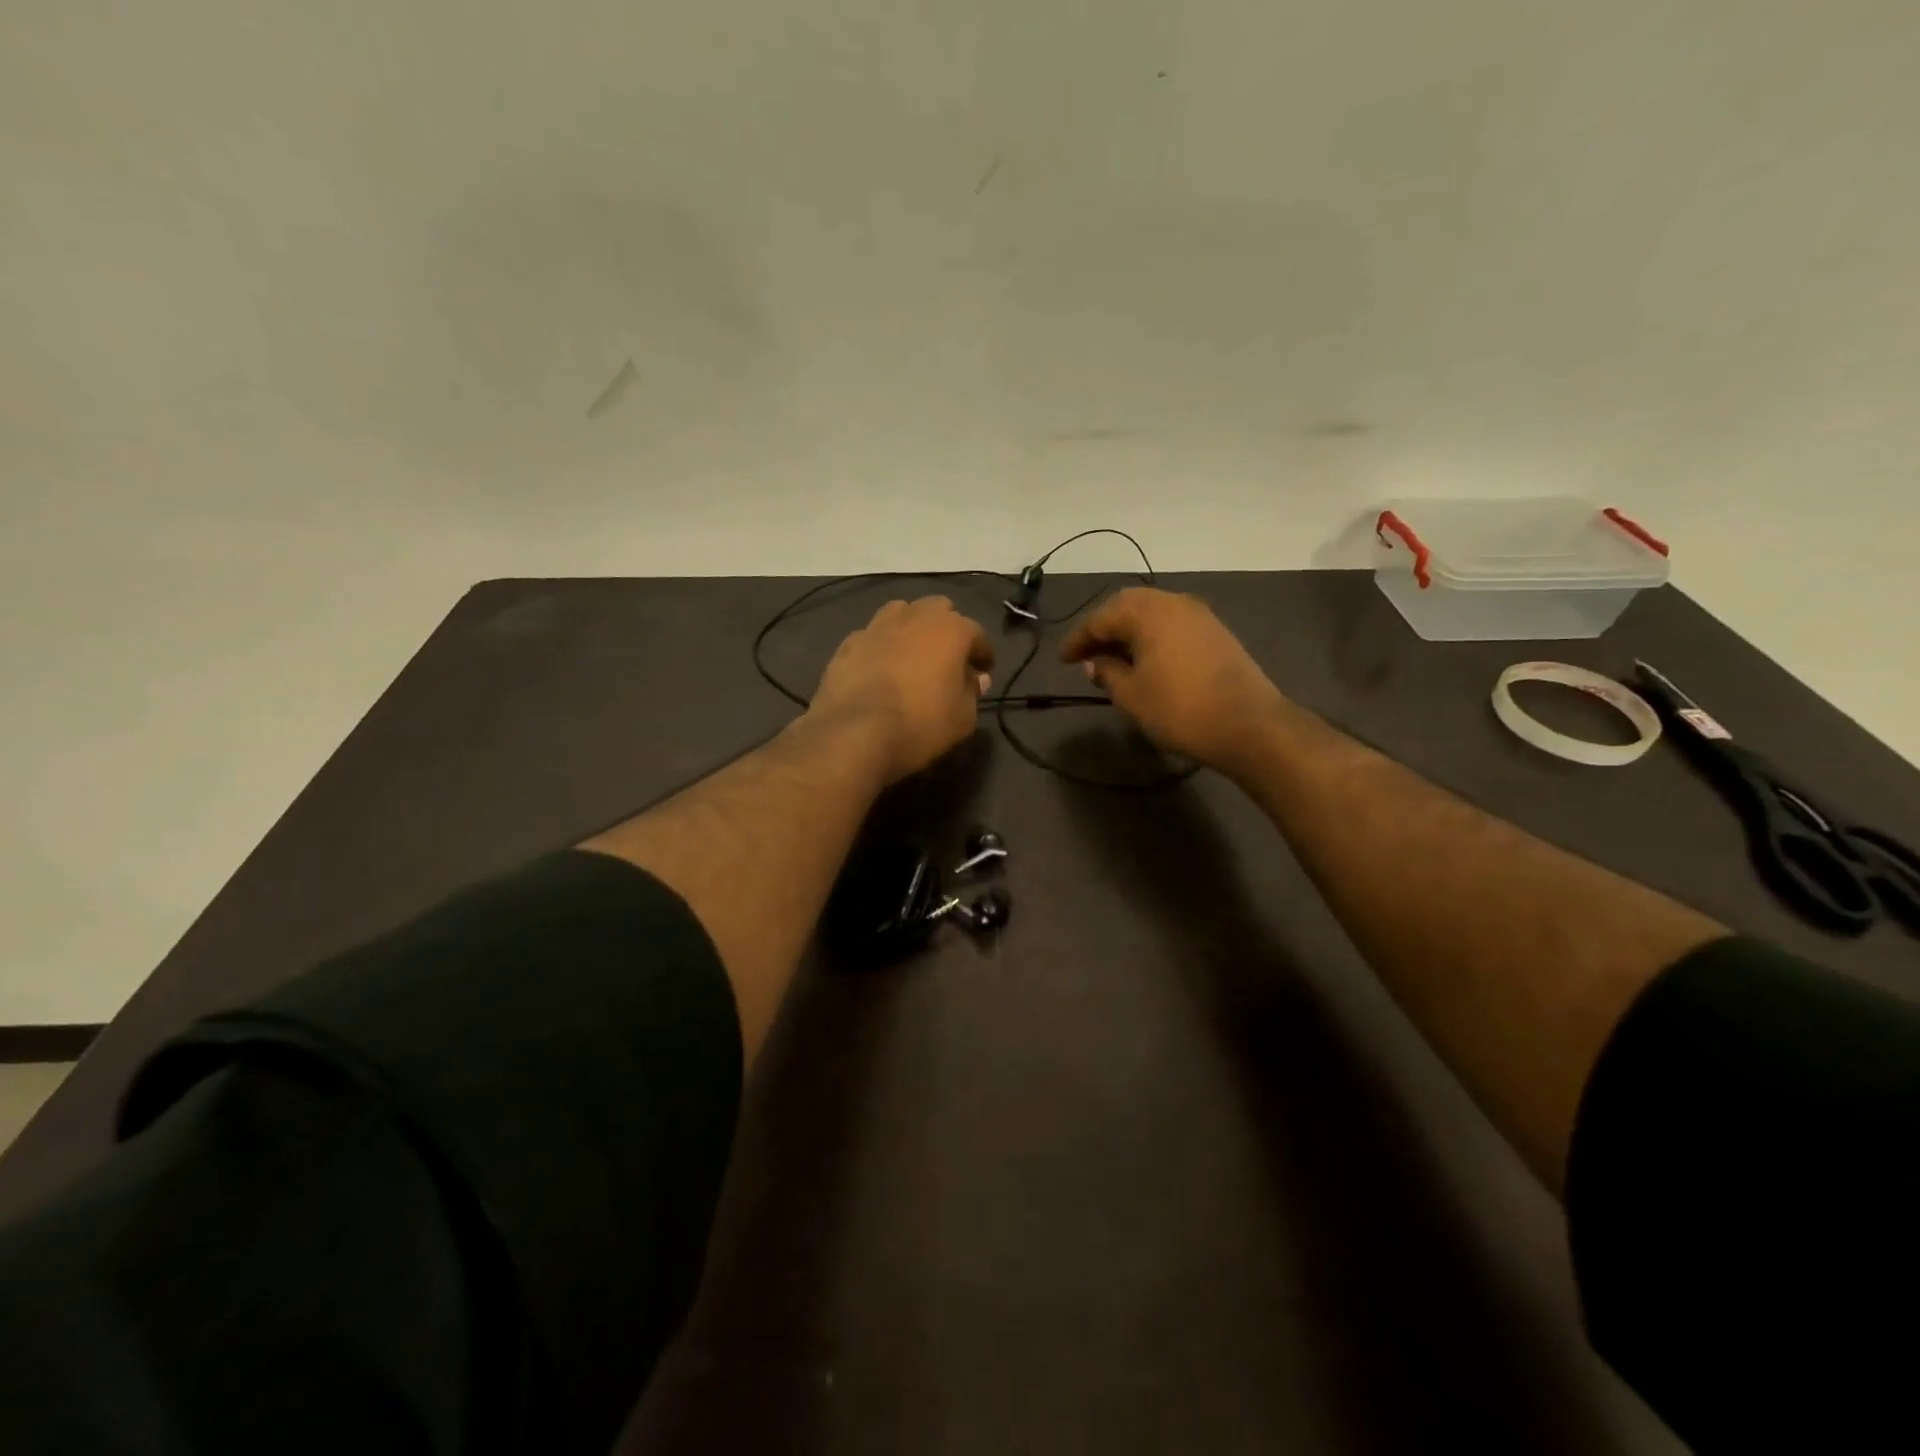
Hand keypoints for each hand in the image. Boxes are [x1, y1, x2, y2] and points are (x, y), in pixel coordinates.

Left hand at [810, 597, 993, 783]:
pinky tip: (880, 667)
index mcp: (950, 630)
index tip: (983, 672)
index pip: (977, 634)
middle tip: (948, 658)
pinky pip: (872, 635)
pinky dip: (881, 646)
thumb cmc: (921, 723)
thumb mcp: (963, 717)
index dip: (983, 654)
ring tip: (912, 654)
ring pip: (901, 612)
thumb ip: (972, 692)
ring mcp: (877, 626)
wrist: (855, 732)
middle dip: (947, 629)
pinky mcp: (848, 643)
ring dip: (912, 628)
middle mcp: (915, 617)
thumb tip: (975, 679)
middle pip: (938, 609)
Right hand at [1061, 587, 1285, 771]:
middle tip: (1087, 653)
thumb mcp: (1131, 695)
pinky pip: (1172, 623)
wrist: (1248, 724)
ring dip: (1129, 630)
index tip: (1062, 659)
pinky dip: (1152, 635)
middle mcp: (1174, 602)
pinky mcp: (1216, 632)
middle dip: (1103, 627)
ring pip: (1152, 612)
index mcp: (1148, 612)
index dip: (1078, 639)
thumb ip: (1107, 672)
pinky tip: (1146, 659)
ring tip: (1114, 657)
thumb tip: (1093, 662)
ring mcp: (1199, 615)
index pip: (1101, 618)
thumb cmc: (1179, 708)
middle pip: (1127, 605)